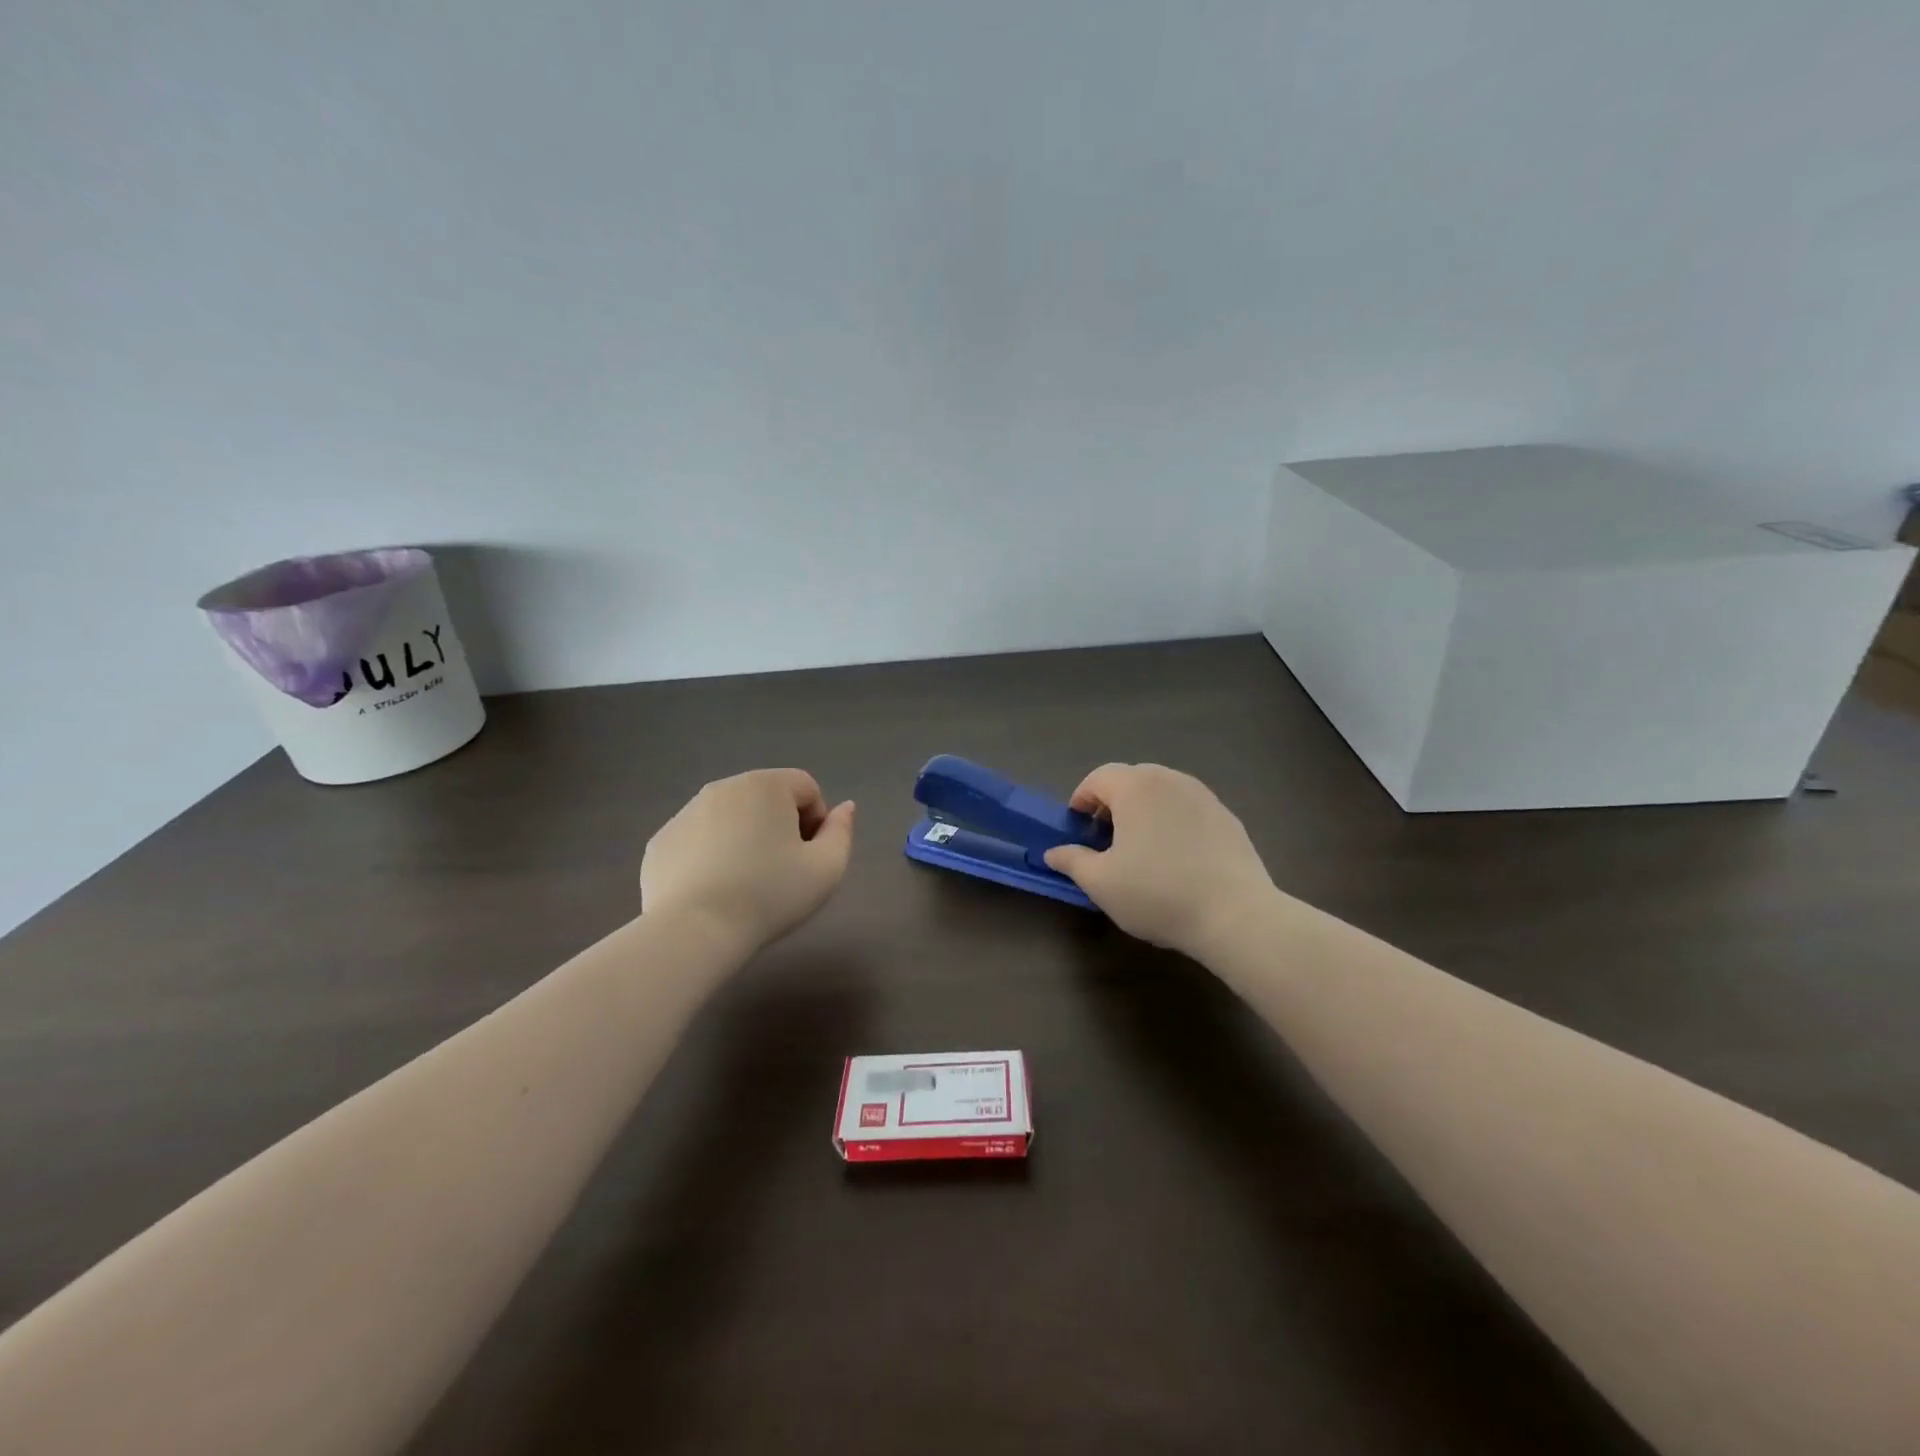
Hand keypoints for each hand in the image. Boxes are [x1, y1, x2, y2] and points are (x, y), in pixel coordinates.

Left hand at [640, 769, 855, 955]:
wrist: (694, 930)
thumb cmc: (770, 894)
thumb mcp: (826, 868)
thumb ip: (841, 832)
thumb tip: (844, 808)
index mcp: (766, 785)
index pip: (806, 788)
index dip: (817, 821)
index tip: (810, 857)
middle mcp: (723, 787)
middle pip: (766, 798)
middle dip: (780, 826)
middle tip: (782, 871)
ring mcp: (685, 812)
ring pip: (730, 818)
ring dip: (745, 838)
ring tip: (746, 883)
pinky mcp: (660, 841)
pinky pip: (698, 839)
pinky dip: (710, 855)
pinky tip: (713, 891)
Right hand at [1044, 763, 1274, 960]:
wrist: (1235, 915)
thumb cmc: (1157, 894)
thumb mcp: (1101, 883)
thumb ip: (1072, 861)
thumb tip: (1053, 852)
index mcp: (1135, 787)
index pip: (1098, 778)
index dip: (1081, 800)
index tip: (1077, 829)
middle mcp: (1170, 780)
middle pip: (1131, 780)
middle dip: (1112, 803)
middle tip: (1106, 839)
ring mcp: (1204, 796)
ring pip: (1162, 793)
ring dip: (1144, 811)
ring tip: (1141, 849)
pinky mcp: (1228, 817)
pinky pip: (1188, 810)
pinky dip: (1173, 822)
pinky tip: (1176, 859)